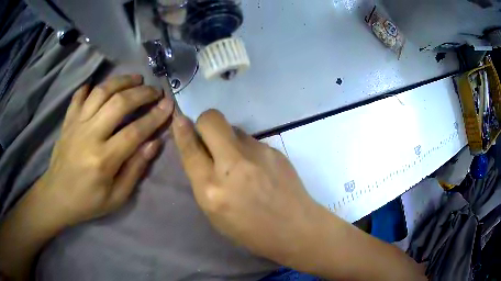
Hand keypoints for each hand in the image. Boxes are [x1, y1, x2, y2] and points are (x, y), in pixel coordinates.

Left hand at [38, 74, 173, 226]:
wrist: (57, 197)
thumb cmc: (88, 201)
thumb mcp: (117, 197)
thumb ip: (135, 169)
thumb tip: (154, 143)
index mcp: (103, 159)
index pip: (135, 131)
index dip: (155, 117)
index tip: (169, 105)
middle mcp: (90, 135)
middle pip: (118, 103)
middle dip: (141, 93)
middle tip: (154, 90)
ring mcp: (76, 125)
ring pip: (100, 92)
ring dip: (120, 81)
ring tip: (135, 78)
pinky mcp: (67, 121)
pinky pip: (78, 97)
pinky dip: (89, 87)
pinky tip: (98, 85)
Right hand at [172, 109, 321, 264]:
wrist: (295, 228)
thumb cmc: (251, 231)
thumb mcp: (215, 214)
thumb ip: (203, 180)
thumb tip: (199, 151)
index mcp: (211, 189)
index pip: (190, 149)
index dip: (182, 131)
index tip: (179, 119)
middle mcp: (233, 165)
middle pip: (211, 120)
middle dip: (204, 123)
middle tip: (209, 138)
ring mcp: (257, 153)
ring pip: (233, 128)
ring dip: (228, 139)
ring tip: (240, 162)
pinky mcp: (274, 150)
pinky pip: (251, 140)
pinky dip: (247, 149)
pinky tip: (258, 168)